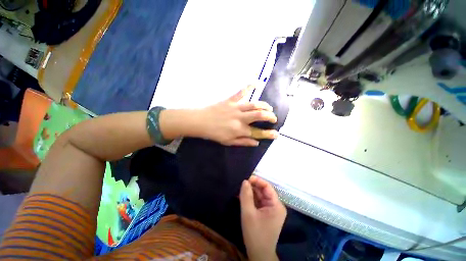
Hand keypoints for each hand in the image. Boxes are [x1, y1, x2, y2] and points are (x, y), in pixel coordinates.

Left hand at [192, 86, 278, 145]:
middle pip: (260, 116)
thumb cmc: (214, 134)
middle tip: (273, 118)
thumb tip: (256, 143)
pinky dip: (248, 87)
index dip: (269, 134)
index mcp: (240, 130)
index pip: (258, 133)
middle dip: (270, 117)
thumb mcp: (228, 142)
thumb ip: (243, 142)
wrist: (201, 122)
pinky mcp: (230, 100)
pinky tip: (255, 83)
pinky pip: (241, 92)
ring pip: (254, 105)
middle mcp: (240, 119)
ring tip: (269, 107)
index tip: (276, 134)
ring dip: (264, 105)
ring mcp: (236, 108)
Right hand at [239, 176, 286, 260]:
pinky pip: (258, 202)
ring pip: (260, 196)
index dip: (257, 181)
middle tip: (241, 184)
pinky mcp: (266, 213)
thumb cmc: (255, 234)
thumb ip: (246, 196)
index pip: (267, 187)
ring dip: (250, 192)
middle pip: (263, 191)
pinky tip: (242, 196)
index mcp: (276, 205)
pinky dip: (251, 199)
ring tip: (240, 189)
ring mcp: (271, 209)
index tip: (246, 179)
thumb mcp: (248, 214)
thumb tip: (245, 181)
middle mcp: (276, 205)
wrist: (259, 255)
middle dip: (252, 186)